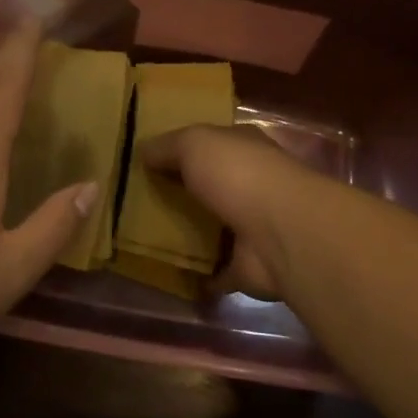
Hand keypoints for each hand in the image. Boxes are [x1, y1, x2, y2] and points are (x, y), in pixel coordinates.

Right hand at [139, 124, 327, 300]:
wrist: (281, 233)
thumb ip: (167, 145)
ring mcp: (252, 227)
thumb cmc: (239, 175)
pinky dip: (199, 274)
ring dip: (188, 234)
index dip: (182, 150)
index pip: (212, 144)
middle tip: (137, 204)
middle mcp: (252, 184)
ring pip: (213, 228)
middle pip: (210, 187)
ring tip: (144, 240)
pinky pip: (216, 270)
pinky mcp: (248, 266)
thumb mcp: (195, 143)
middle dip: (181, 193)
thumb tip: (143, 151)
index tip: (147, 162)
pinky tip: (169, 274)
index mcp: (244, 148)